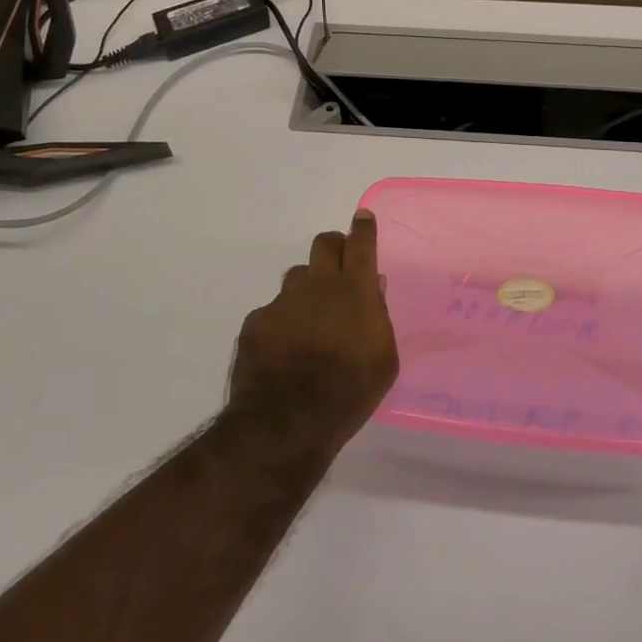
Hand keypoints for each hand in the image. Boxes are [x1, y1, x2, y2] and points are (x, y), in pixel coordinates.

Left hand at [227, 210, 399, 466]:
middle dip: (335, 246)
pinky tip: (285, 347)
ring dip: (308, 286)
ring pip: (298, 275)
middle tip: (341, 263)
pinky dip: (284, 320)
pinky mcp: (257, 321)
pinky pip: (274, 309)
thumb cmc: (348, 392)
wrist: (286, 422)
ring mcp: (283, 301)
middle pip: (324, 244)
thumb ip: (380, 317)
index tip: (362, 219)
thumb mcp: (384, 361)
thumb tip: (375, 288)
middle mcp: (318, 285)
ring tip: (312, 316)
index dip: (363, 228)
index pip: (360, 244)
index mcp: (355, 291)